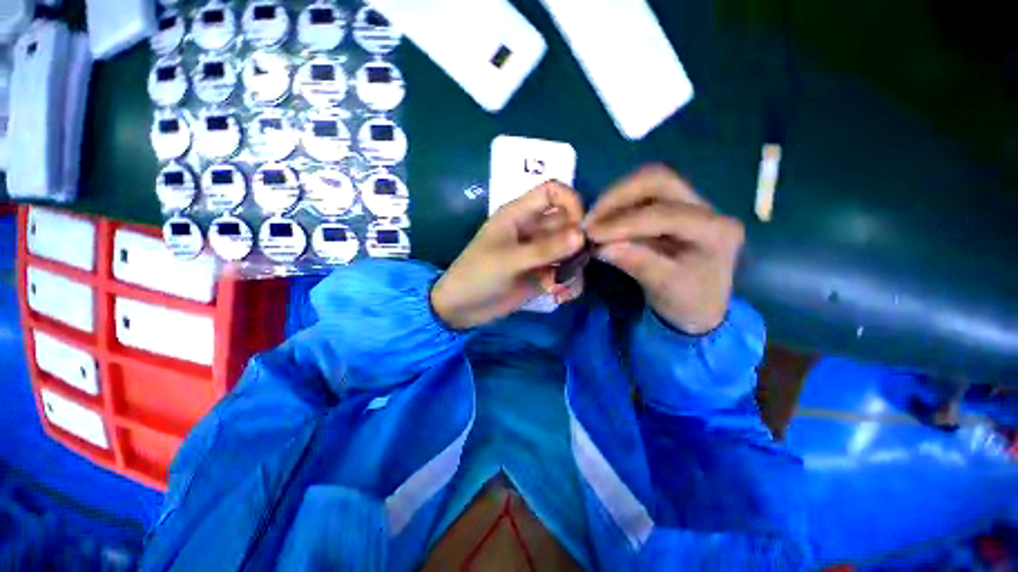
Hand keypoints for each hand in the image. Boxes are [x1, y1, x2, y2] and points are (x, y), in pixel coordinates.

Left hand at [431, 181, 585, 329]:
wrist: (462, 309)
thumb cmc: (477, 275)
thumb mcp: (508, 260)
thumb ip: (544, 249)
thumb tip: (581, 236)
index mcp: (519, 215)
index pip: (552, 192)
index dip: (571, 202)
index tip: (581, 228)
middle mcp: (532, 230)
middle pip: (567, 222)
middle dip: (577, 242)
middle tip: (576, 262)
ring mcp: (539, 253)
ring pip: (570, 250)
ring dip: (574, 267)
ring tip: (562, 285)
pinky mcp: (542, 274)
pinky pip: (565, 273)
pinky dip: (568, 283)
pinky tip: (559, 296)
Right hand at [584, 165, 744, 334]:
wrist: (699, 308)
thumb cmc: (687, 303)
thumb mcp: (664, 289)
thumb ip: (636, 263)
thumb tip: (600, 246)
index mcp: (716, 231)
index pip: (664, 214)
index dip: (624, 222)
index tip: (591, 234)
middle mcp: (709, 208)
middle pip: (659, 180)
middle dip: (618, 196)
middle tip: (590, 219)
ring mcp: (692, 204)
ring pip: (650, 182)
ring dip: (616, 198)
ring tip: (594, 220)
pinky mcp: (675, 207)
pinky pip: (643, 195)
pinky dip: (619, 205)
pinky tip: (604, 220)